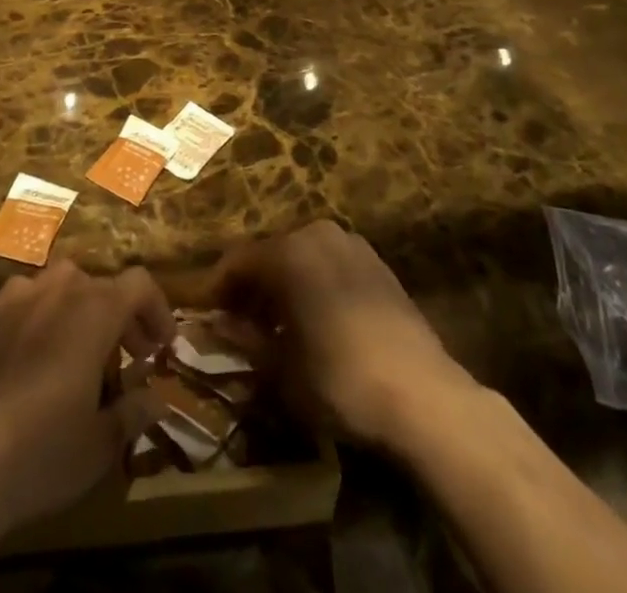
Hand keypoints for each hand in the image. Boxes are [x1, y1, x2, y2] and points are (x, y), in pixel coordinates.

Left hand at [0, 262, 173, 546]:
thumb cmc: (41, 450)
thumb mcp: (100, 443)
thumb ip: (134, 412)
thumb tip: (157, 399)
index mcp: (95, 309)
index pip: (139, 284)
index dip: (157, 309)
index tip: (164, 346)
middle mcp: (60, 288)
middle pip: (102, 285)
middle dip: (122, 317)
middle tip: (131, 357)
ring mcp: (19, 296)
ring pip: (64, 287)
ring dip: (83, 310)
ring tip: (84, 353)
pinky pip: (28, 300)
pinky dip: (44, 315)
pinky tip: (38, 354)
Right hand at [209, 220, 476, 451]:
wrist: (422, 394)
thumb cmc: (339, 379)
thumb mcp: (281, 368)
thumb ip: (243, 338)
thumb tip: (212, 324)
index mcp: (288, 251)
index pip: (237, 260)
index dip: (217, 287)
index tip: (204, 314)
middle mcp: (316, 233)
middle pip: (270, 253)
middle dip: (250, 285)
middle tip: (237, 322)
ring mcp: (351, 243)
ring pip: (301, 256)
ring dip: (282, 283)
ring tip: (275, 323)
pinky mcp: (376, 261)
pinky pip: (329, 263)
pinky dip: (313, 282)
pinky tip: (314, 318)